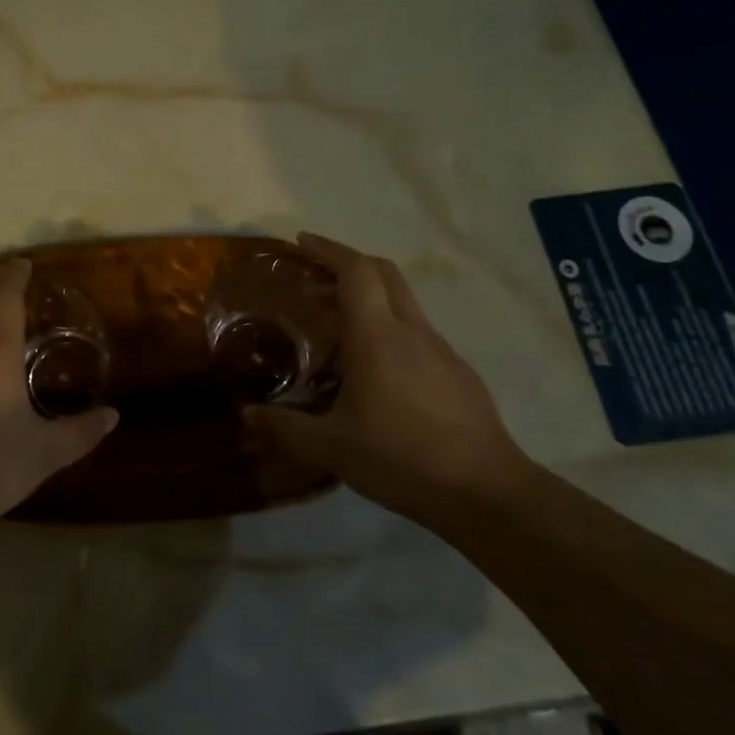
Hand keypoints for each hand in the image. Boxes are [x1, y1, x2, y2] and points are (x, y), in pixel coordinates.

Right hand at [246, 233, 528, 522]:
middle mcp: (412, 330)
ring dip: (371, 297)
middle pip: (384, 273)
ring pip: (403, 302)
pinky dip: (390, 328)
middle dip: (349, 262)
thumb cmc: (402, 458)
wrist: (487, 492)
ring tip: (338, 325)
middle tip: (315, 275)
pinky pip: (417, 332)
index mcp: (378, 336)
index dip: (328, 249)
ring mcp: (441, 350)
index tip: (301, 243)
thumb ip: (286, 428)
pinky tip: (377, 370)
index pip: (356, 270)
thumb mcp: (333, 448)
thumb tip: (247, 415)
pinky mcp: (458, 373)